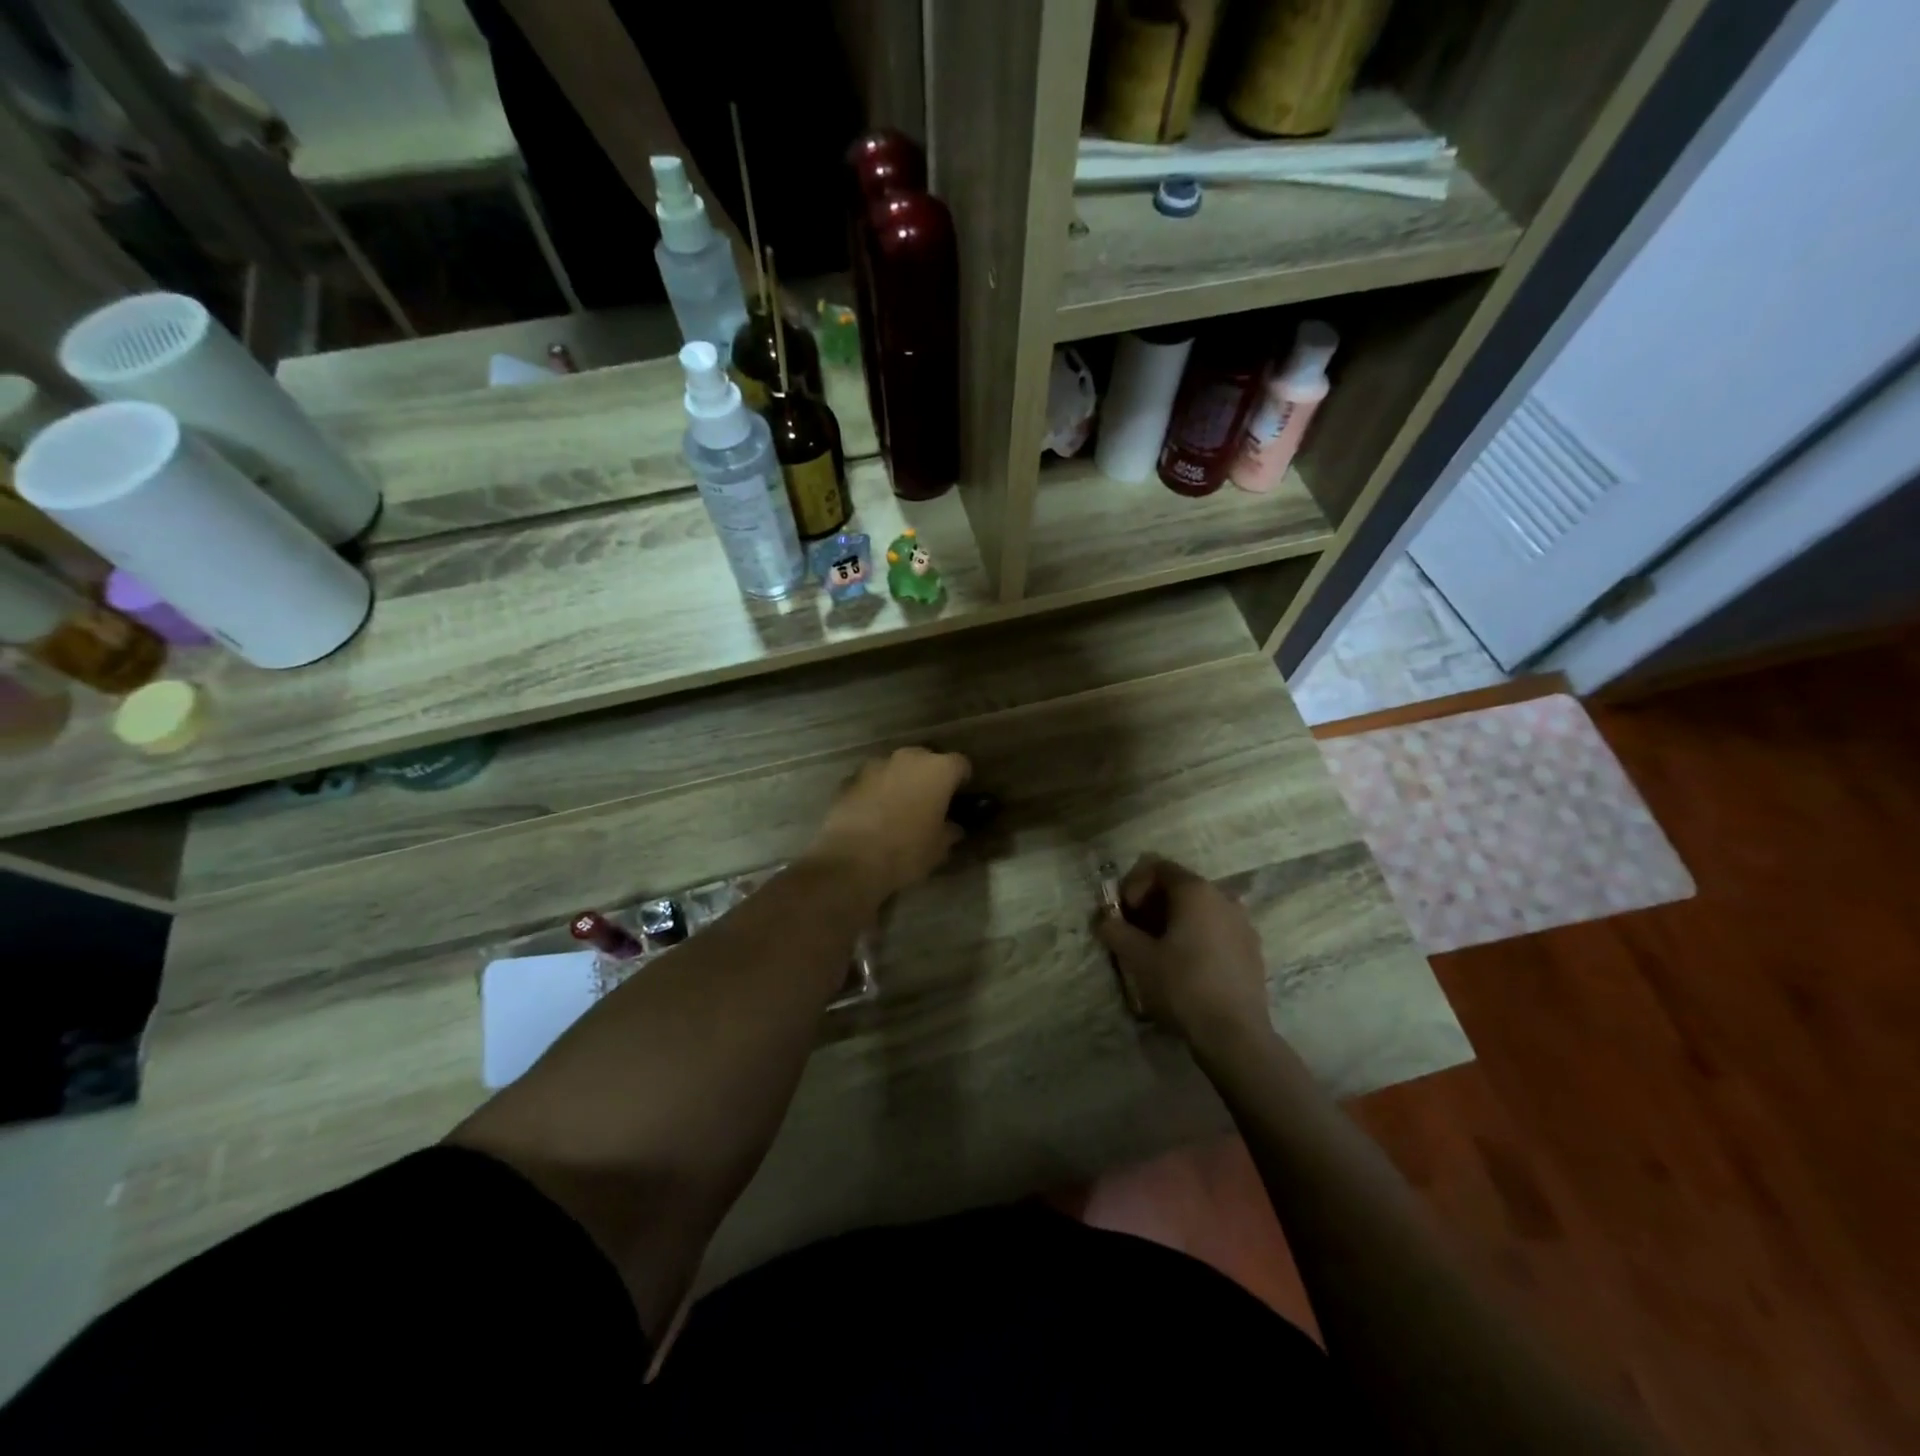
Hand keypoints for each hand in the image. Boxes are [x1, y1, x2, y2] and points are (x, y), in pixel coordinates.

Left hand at [806, 747, 971, 900]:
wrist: (850, 860)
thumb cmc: (906, 852)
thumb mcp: (939, 848)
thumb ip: (950, 830)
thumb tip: (952, 827)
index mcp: (938, 770)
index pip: (961, 764)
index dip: (962, 780)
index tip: (960, 797)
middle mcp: (908, 758)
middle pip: (926, 759)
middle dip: (929, 777)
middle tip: (930, 802)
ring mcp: (875, 765)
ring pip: (896, 768)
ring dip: (900, 782)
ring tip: (899, 808)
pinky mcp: (849, 778)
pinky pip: (871, 781)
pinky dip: (876, 791)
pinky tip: (873, 815)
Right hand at [1094, 854, 1270, 1046]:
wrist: (1235, 1034)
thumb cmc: (1183, 985)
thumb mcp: (1138, 957)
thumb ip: (1115, 930)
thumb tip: (1103, 919)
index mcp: (1196, 890)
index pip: (1157, 867)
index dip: (1133, 885)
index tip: (1124, 915)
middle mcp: (1223, 897)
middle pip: (1179, 886)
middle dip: (1151, 904)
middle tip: (1134, 932)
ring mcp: (1242, 923)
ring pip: (1199, 909)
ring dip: (1173, 921)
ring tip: (1158, 951)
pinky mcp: (1252, 949)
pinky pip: (1216, 929)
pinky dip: (1196, 936)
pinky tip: (1187, 966)